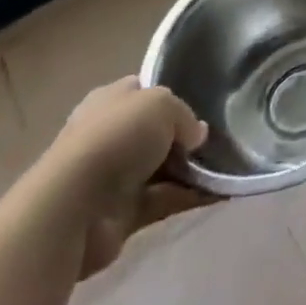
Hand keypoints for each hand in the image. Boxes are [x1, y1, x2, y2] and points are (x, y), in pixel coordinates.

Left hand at [43, 77, 214, 278]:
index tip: (206, 101)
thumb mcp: (162, 104)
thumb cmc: (116, 138)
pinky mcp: (123, 214)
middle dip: (187, 136)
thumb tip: (197, 135)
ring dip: (193, 169)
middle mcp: (111, 135)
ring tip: (232, 163)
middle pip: (157, 132)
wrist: (73, 208)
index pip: (145, 91)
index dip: (174, 94)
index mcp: (111, 101)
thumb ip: (185, 116)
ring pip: (164, 168)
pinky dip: (191, 196)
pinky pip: (165, 199)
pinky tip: (223, 192)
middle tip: (223, 135)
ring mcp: (116, 176)